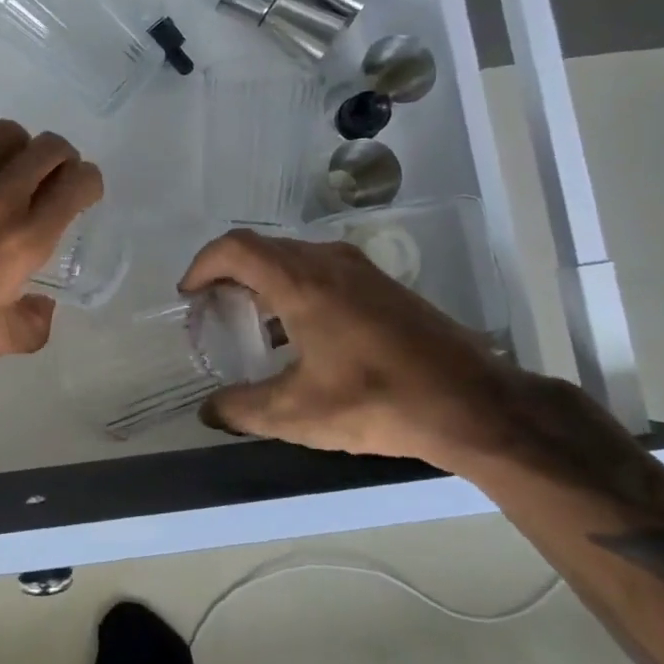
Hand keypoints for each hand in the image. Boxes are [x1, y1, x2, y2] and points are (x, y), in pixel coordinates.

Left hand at [0, 121, 102, 377]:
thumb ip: (34, 324)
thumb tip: (44, 308)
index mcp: (26, 238)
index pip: (77, 182)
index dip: (89, 182)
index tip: (83, 194)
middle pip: (49, 146)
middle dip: (61, 159)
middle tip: (51, 180)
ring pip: (6, 134)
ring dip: (17, 151)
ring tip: (6, 177)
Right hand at [178, 228, 535, 467]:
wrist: (474, 403)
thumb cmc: (378, 401)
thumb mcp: (298, 414)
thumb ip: (242, 409)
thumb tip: (209, 412)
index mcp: (302, 281)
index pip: (235, 248)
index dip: (202, 265)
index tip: (188, 296)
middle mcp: (329, 262)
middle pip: (262, 249)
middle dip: (228, 274)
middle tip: (212, 311)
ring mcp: (361, 270)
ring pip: (294, 258)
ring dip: (262, 281)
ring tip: (250, 323)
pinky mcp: (383, 286)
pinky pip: (321, 271)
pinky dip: (294, 288)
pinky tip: (299, 334)